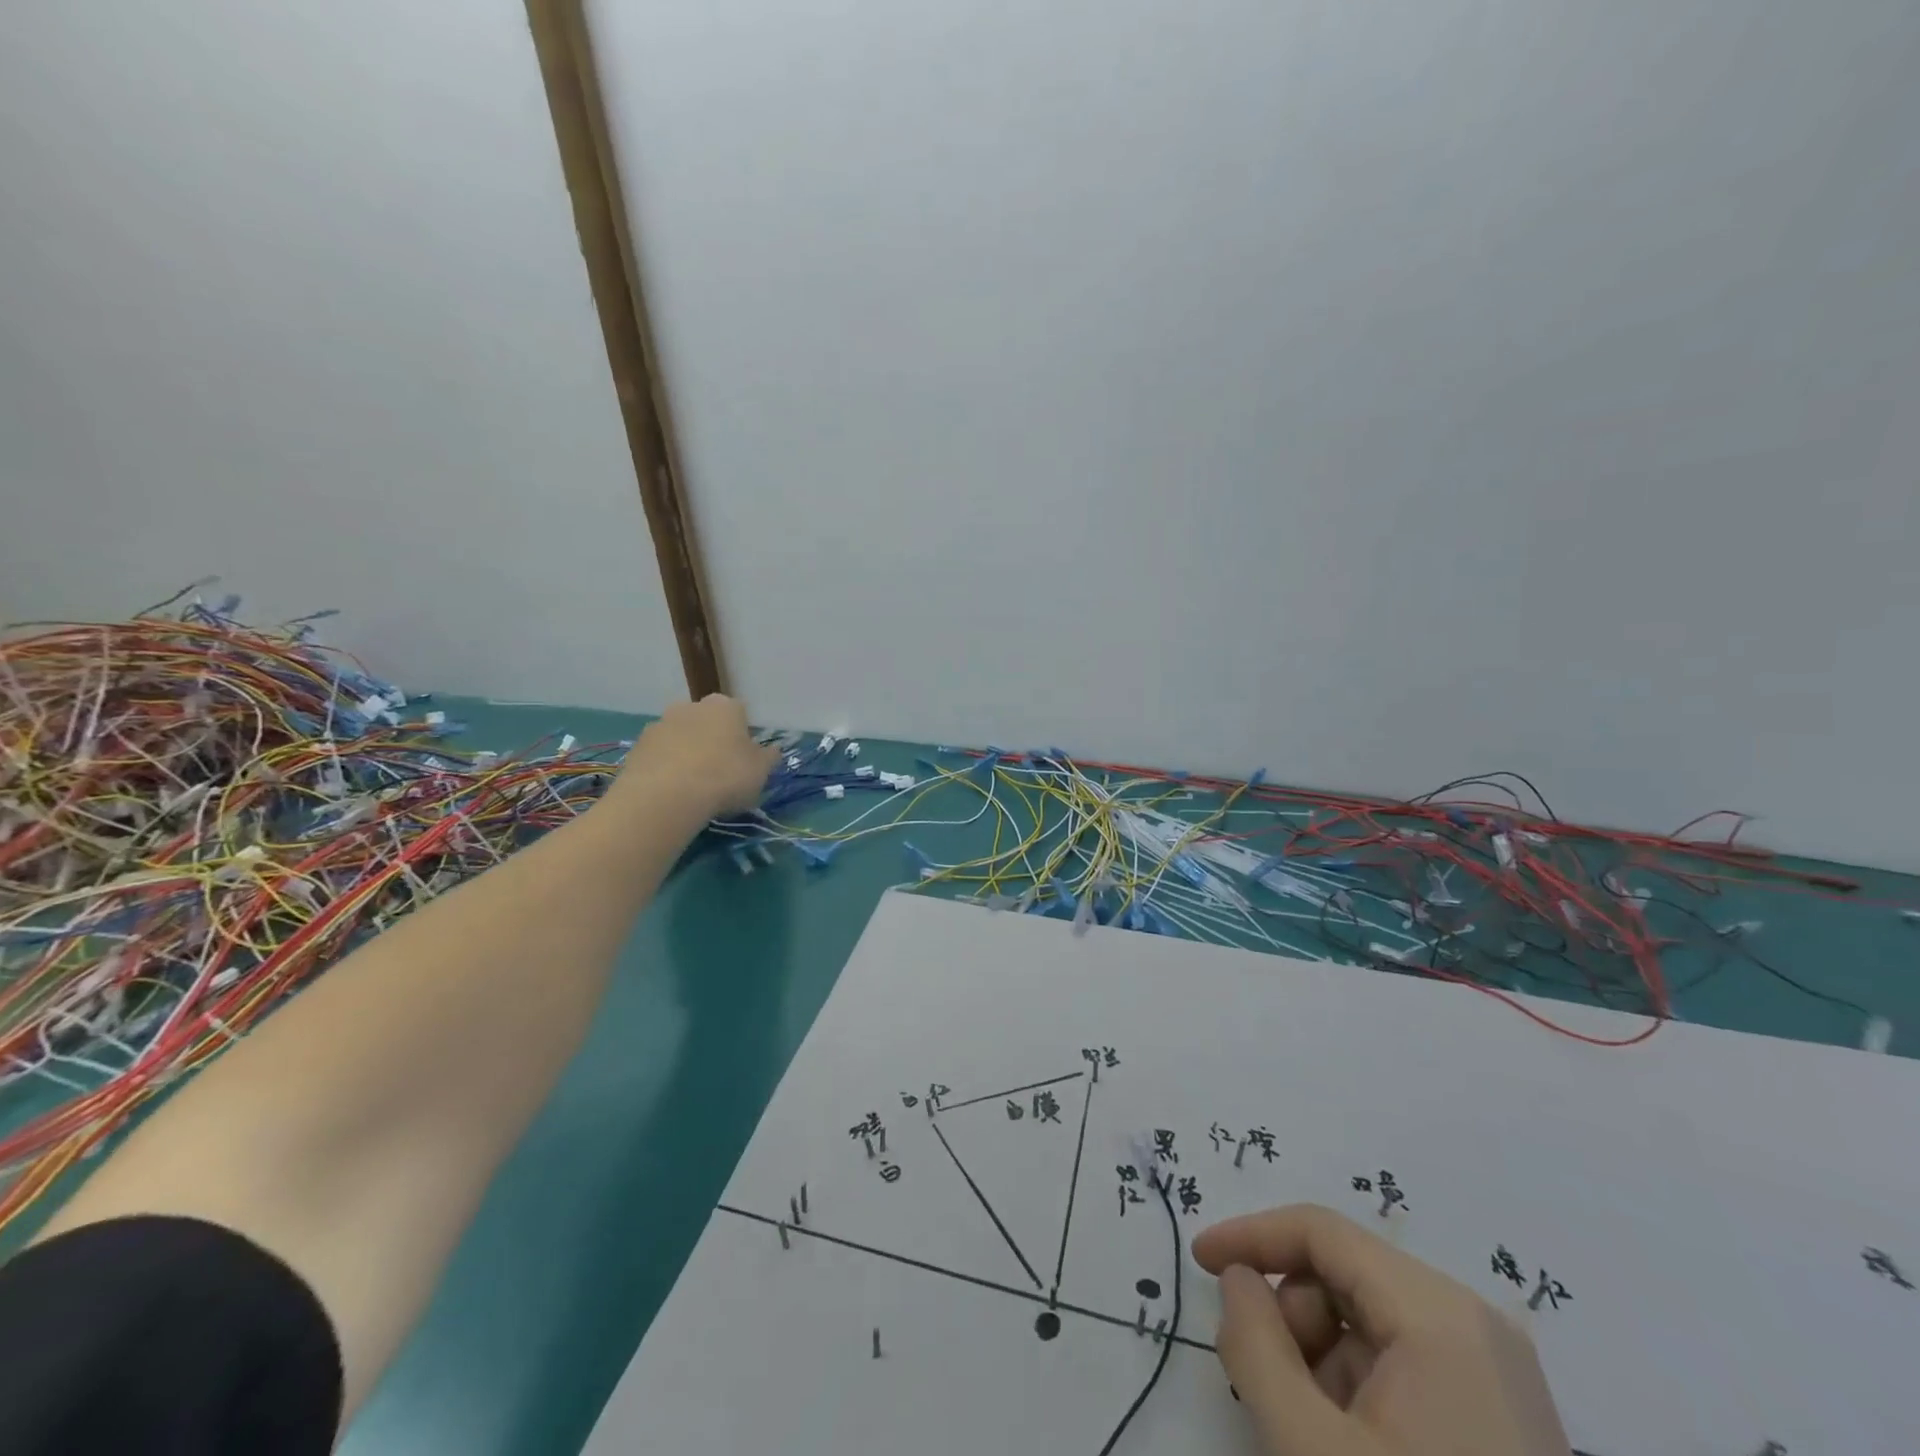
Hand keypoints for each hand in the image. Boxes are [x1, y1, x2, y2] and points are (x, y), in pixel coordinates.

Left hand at [612, 695, 778, 821]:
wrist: (667, 795)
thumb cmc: (725, 777)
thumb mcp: (761, 772)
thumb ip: (769, 758)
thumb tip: (773, 750)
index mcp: (726, 706)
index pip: (739, 715)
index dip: (743, 739)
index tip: (744, 762)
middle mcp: (691, 706)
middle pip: (707, 723)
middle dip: (712, 742)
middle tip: (719, 774)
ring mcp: (660, 724)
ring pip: (680, 738)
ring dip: (686, 754)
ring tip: (692, 787)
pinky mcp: (637, 746)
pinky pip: (659, 755)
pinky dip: (665, 768)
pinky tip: (671, 792)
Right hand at [1193, 1204, 1572, 1455]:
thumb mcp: (1311, 1452)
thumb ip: (1255, 1346)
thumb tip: (1239, 1280)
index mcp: (1439, 1315)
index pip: (1321, 1231)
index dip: (1250, 1237)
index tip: (1198, 1263)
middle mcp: (1475, 1324)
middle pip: (1346, 1274)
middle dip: (1290, 1316)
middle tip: (1262, 1384)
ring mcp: (1497, 1375)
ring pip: (1370, 1322)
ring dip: (1319, 1359)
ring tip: (1310, 1431)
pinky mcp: (1503, 1419)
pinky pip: (1405, 1364)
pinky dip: (1357, 1388)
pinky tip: (1349, 1446)